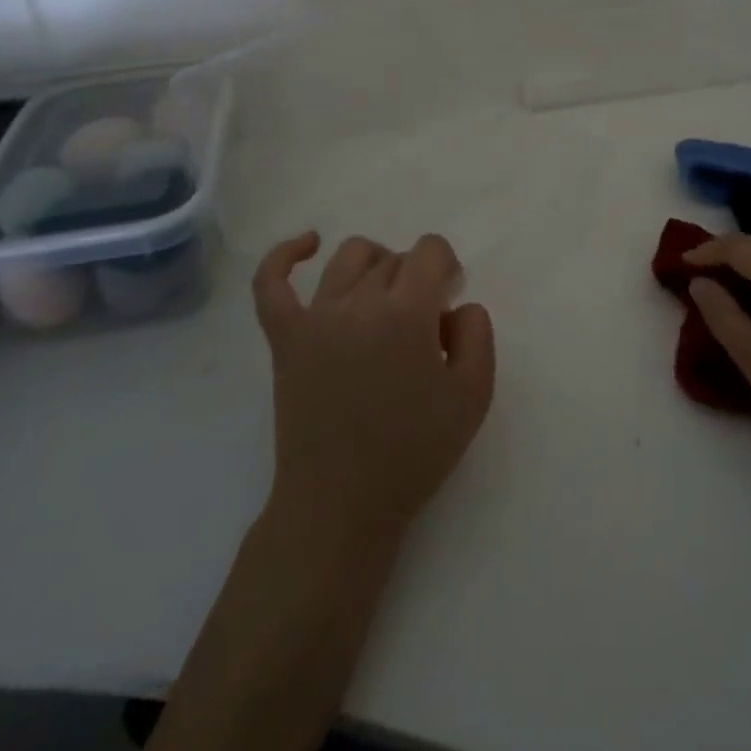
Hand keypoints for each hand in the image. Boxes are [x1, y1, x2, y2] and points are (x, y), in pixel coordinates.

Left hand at [252, 231, 495, 544]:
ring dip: (375, 264)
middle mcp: (359, 302)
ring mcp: (315, 317)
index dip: (446, 267)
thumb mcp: (473, 396)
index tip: (448, 300)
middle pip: (394, 259)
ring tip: (384, 294)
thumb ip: (478, 334)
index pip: (430, 250)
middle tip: (421, 322)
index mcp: (407, 312)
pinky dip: (286, 255)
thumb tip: (456, 305)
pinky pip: (272, 283)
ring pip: (348, 258)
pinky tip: (308, 244)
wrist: (340, 506)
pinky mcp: (284, 338)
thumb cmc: (412, 453)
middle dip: (416, 278)